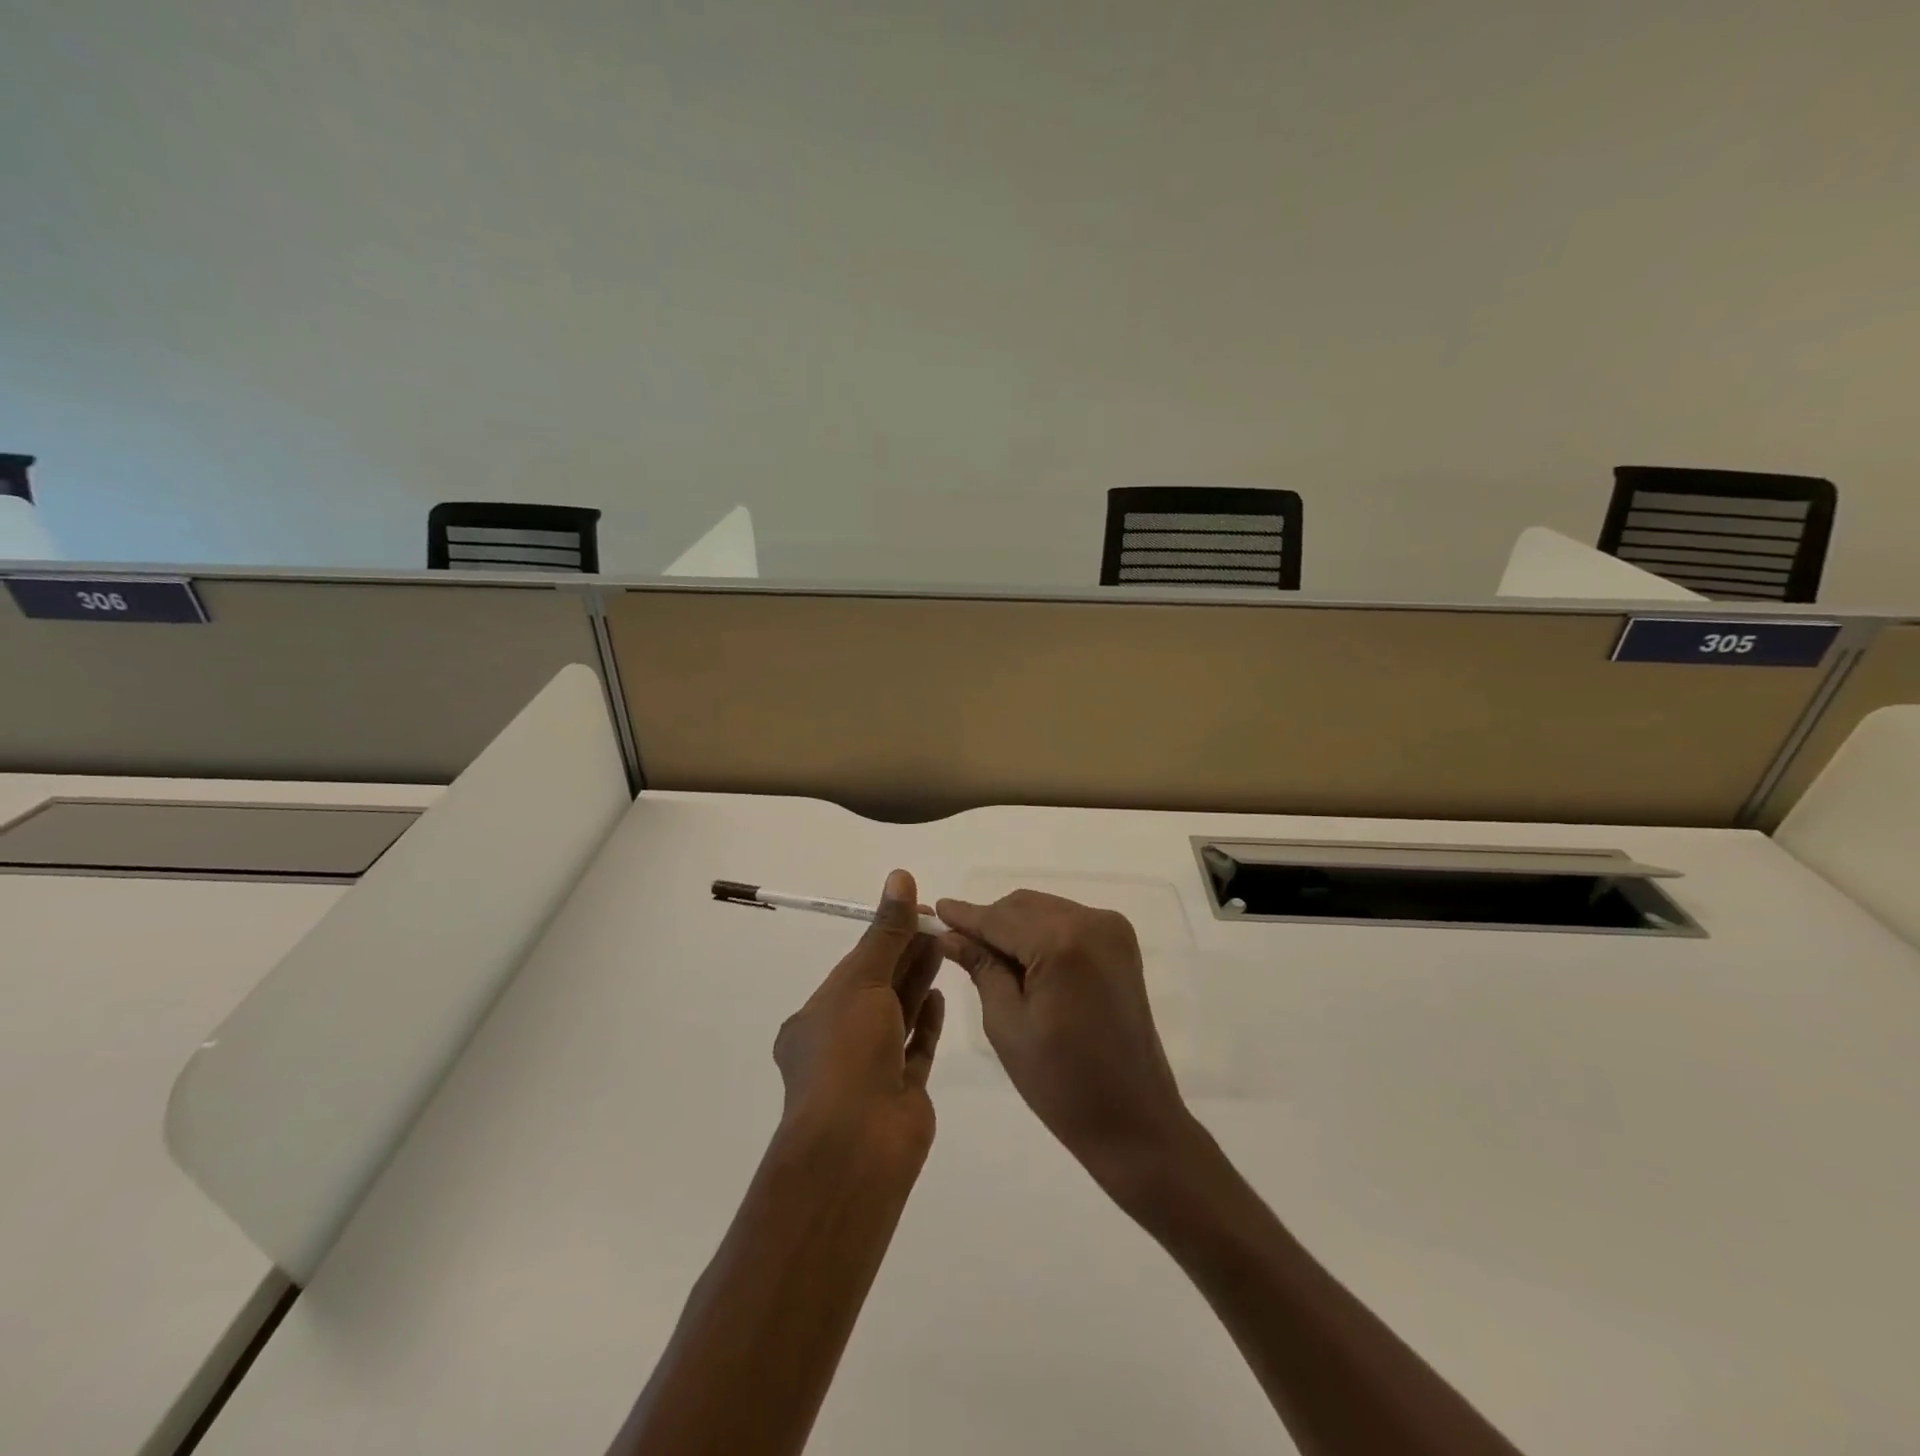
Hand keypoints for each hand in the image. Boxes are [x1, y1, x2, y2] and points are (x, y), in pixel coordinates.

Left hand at [773, 869, 945, 1165]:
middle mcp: (839, 1042)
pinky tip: (940, 995)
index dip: (885, 935)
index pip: (854, 966)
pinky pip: (916, 1048)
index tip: (918, 912)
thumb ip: (886, 931)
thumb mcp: (863, 980)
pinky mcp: (901, 1092)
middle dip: (906, 954)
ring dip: (918, 981)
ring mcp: (871, 1070)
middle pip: (879, 988)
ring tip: (944, 947)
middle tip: (939, 924)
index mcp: (815, 1017)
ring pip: (899, 1015)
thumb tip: (900, 877)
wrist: (857, 1146)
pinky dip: (927, 1021)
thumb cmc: (848, 1053)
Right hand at [936, 890, 1192, 1187]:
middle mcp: (1091, 922)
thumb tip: (950, 935)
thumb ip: (981, 968)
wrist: (1133, 1119)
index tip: (934, 910)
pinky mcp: (1120, 942)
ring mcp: (1112, 929)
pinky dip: (1041, 933)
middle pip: (1023, 906)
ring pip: (1044, 910)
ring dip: (1014, 926)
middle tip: (956, 944)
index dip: (965, 915)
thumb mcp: (1007, 1024)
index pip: (1000, 918)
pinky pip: (1067, 921)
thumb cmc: (1061, 1082)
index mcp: (1063, 942)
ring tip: (987, 956)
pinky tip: (1022, 960)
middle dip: (990, 921)